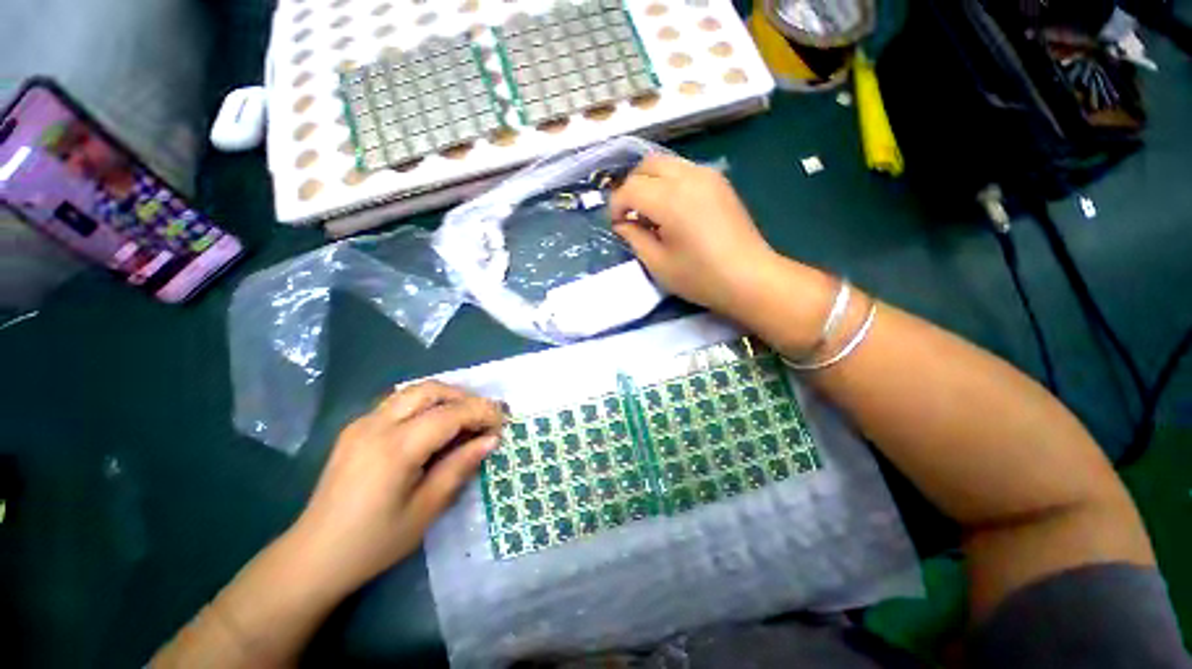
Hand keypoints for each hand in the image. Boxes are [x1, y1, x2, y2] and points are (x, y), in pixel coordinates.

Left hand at [288, 381, 504, 595]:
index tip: (503, 422)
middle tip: (485, 417)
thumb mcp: (426, 509)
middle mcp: (376, 425)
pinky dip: (425, 404)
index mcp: (394, 448)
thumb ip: (460, 467)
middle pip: (431, 390)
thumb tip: (491, 440)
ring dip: (446, 397)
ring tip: (465, 418)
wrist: (313, 556)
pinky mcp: (356, 428)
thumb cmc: (374, 542)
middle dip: (465, 397)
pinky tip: (434, 425)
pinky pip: (399, 402)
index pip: (450, 414)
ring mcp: (362, 423)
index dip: (481, 413)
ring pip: (414, 391)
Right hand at [608, 154, 780, 320]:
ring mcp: (707, 176)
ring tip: (650, 212)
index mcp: (670, 199)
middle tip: (630, 215)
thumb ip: (635, 238)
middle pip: (646, 165)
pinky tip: (672, 208)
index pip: (630, 188)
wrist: (750, 277)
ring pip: (666, 163)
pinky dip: (669, 182)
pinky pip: (684, 170)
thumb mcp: (658, 264)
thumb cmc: (700, 277)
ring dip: (650, 181)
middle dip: (631, 187)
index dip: (616, 206)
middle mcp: (688, 177)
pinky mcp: (719, 182)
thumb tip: (623, 224)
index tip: (616, 225)